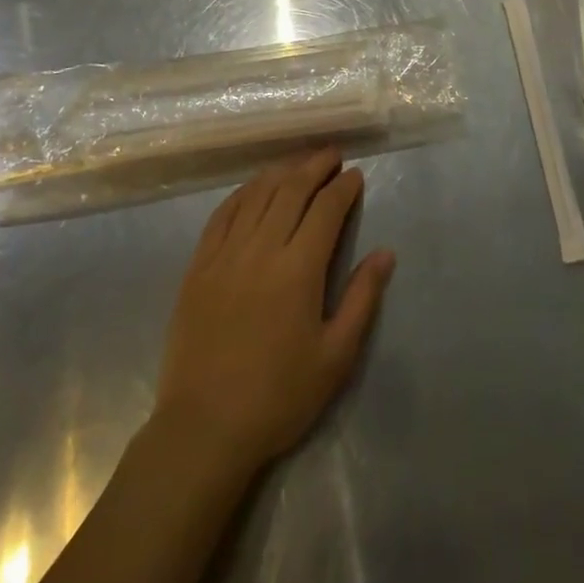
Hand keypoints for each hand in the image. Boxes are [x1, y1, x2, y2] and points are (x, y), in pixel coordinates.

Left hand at [153, 150, 394, 478]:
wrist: (204, 428)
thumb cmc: (278, 397)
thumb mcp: (335, 357)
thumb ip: (361, 299)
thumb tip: (384, 253)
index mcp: (298, 270)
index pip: (325, 209)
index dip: (342, 187)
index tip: (355, 174)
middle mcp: (261, 249)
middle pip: (291, 190)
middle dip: (315, 166)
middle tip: (332, 154)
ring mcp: (225, 253)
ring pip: (257, 194)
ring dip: (281, 171)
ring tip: (299, 162)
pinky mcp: (199, 265)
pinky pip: (223, 213)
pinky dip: (243, 192)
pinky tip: (255, 186)